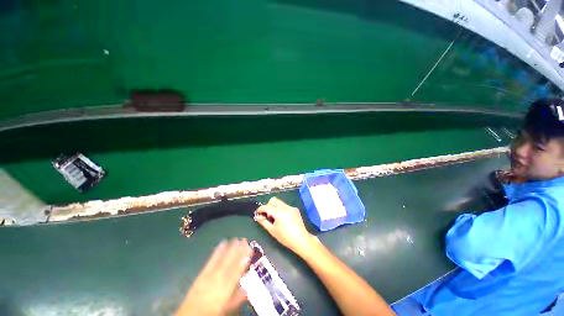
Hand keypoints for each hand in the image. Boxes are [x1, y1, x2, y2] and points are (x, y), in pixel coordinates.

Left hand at [175, 239, 251, 315]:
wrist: (191, 313)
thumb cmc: (212, 311)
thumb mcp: (227, 307)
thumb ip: (237, 297)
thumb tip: (247, 288)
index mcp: (226, 288)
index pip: (237, 271)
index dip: (244, 260)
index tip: (250, 250)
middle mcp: (219, 279)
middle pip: (231, 263)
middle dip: (238, 250)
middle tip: (245, 240)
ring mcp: (210, 275)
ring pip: (222, 259)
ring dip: (230, 248)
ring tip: (236, 239)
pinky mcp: (203, 272)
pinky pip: (211, 260)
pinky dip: (218, 251)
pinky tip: (222, 243)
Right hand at [254, 197, 314, 254]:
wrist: (301, 240)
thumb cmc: (285, 238)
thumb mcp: (272, 230)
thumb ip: (264, 222)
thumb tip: (257, 216)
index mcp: (279, 212)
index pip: (267, 207)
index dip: (260, 209)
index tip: (257, 213)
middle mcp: (285, 207)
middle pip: (273, 200)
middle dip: (268, 206)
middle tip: (267, 215)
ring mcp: (291, 207)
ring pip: (279, 202)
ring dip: (274, 207)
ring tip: (274, 218)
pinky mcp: (295, 209)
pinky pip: (285, 206)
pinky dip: (281, 209)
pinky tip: (282, 219)